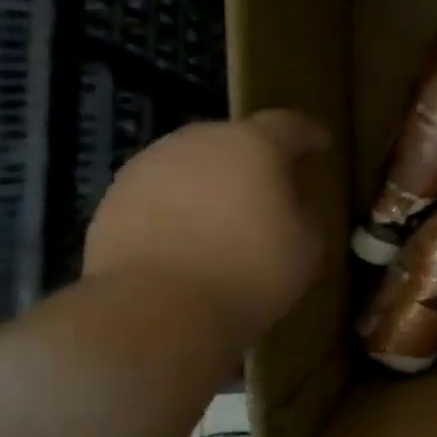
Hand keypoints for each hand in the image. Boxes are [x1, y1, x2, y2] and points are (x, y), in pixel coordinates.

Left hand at [83, 110, 329, 343]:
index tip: (322, 146)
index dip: (310, 134)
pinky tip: (188, 237)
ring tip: (225, 214)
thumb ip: (304, 207)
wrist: (154, 311)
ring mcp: (150, 166)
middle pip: (236, 138)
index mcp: (254, 143)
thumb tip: (291, 199)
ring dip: (213, 180)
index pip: (290, 124)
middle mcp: (200, 140)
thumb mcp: (308, 242)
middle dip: (256, 158)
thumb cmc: (250, 271)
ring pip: (194, 163)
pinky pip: (162, 191)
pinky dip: (179, 205)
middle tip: (272, 187)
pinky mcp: (114, 197)